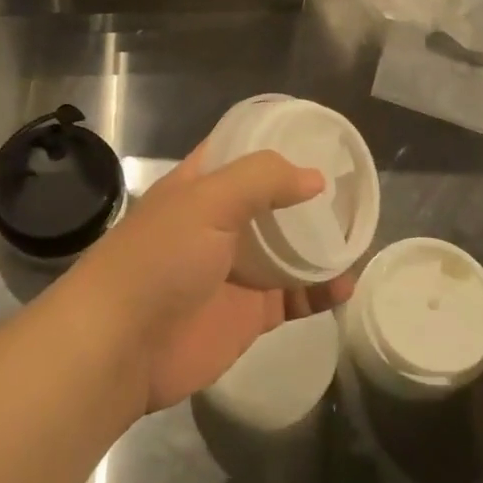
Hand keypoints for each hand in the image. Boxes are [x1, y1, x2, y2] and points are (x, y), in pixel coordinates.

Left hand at [83, 144, 355, 411]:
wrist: (121, 348)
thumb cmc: (159, 259)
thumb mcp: (207, 202)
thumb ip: (261, 181)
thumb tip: (314, 178)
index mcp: (201, 186)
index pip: (240, 150)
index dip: (275, 139)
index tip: (319, 133)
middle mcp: (220, 222)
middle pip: (272, 200)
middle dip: (307, 194)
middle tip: (353, 186)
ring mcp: (236, 269)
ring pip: (288, 248)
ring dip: (321, 242)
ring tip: (361, 231)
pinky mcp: (249, 312)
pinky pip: (294, 296)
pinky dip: (321, 290)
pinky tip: (347, 283)